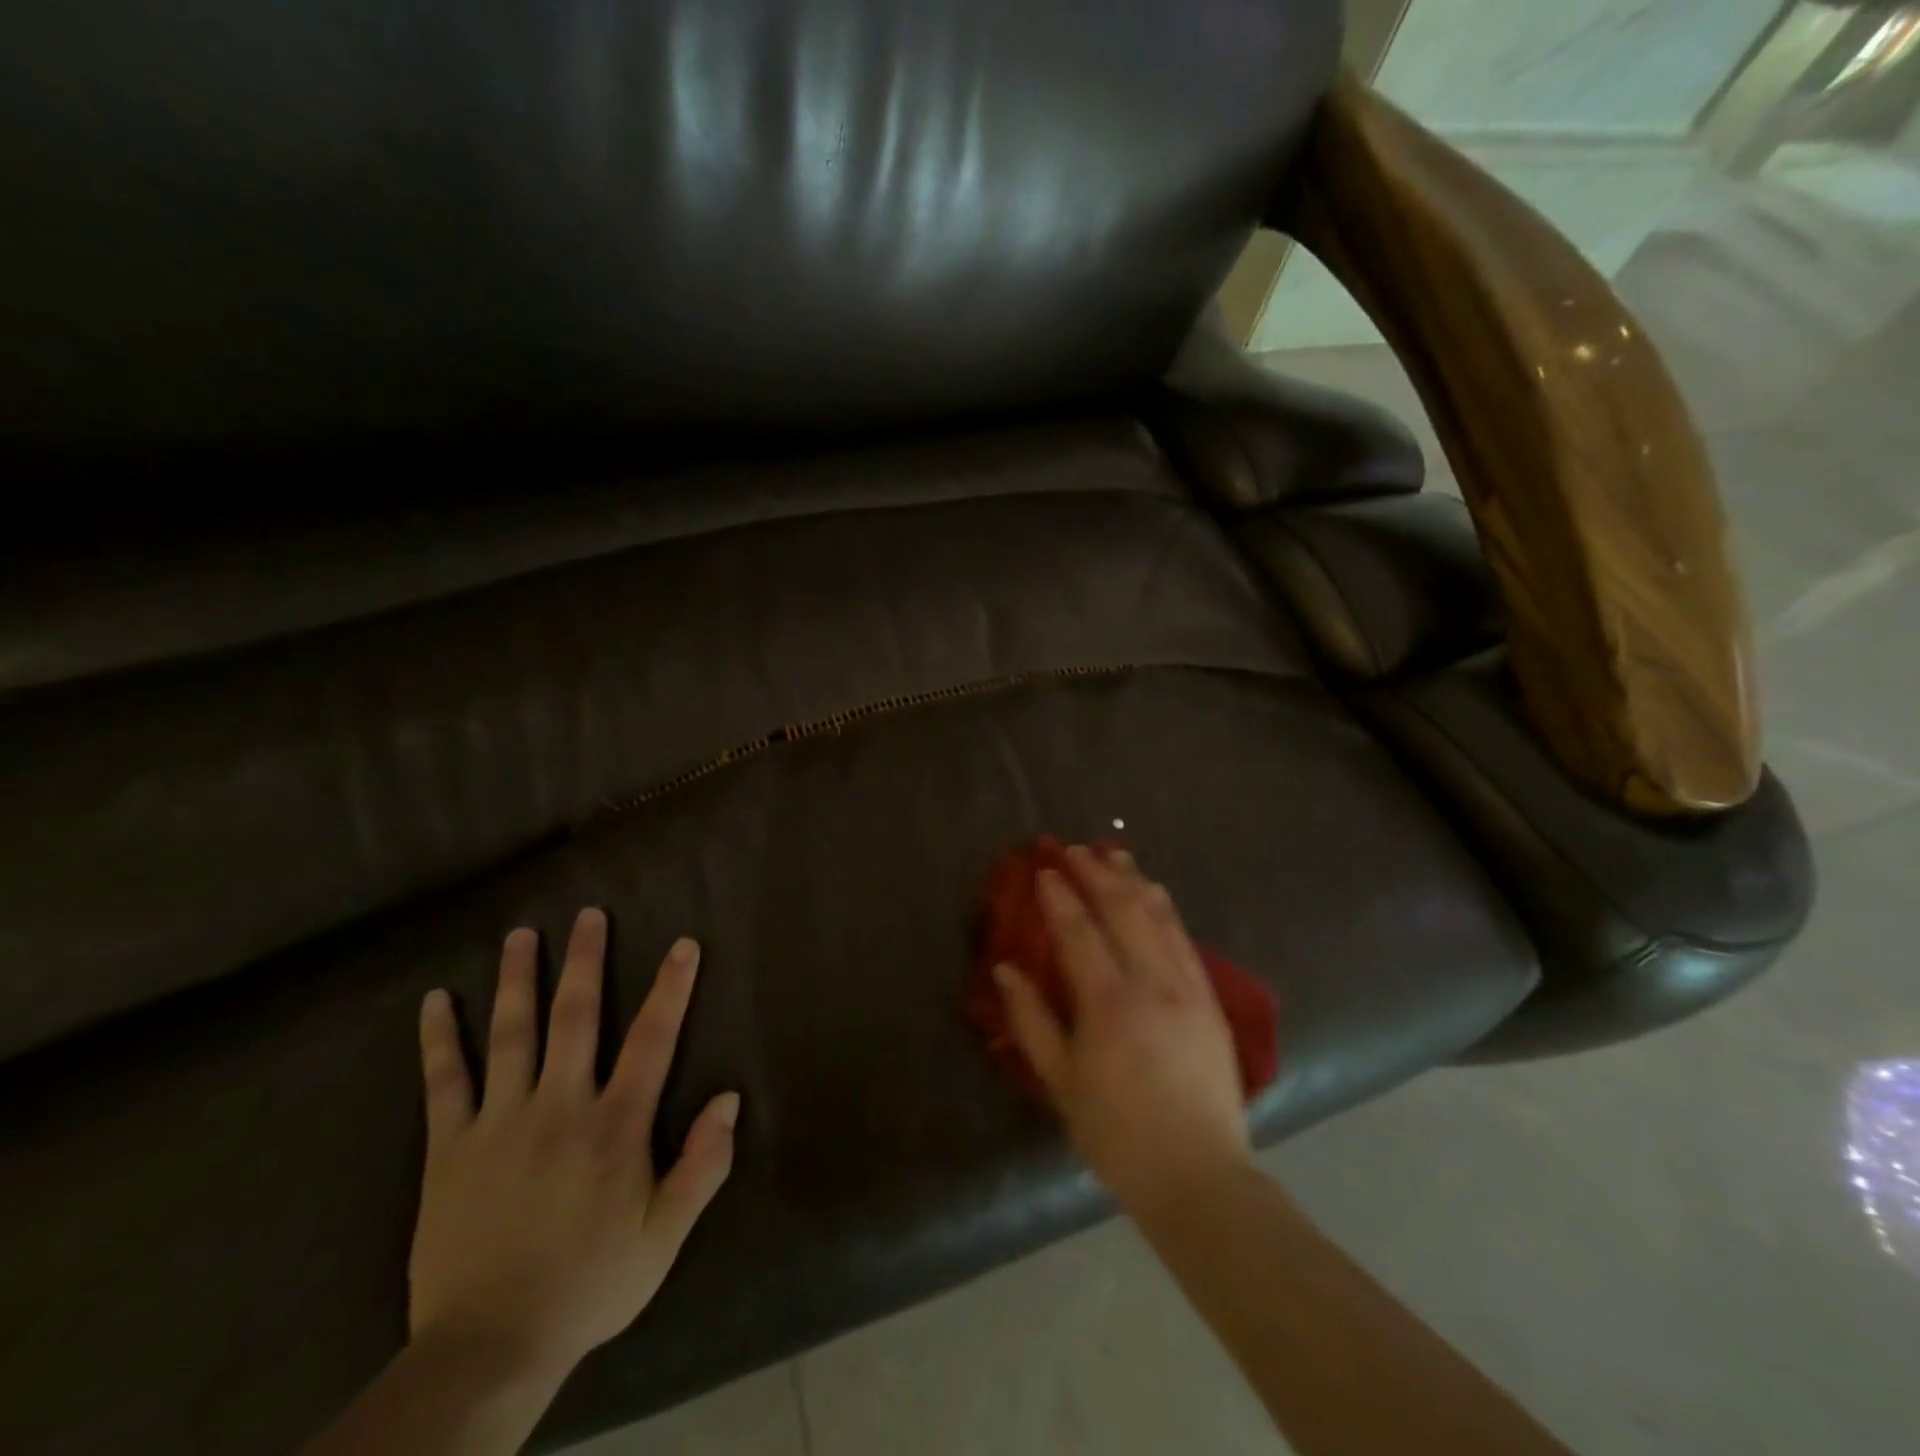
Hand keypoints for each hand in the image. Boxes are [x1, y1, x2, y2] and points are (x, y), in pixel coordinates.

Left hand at [408, 908, 738, 1386]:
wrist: (489, 1347)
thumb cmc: (591, 1282)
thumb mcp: (667, 1234)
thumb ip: (704, 1163)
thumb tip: (729, 1097)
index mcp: (615, 1125)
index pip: (653, 1039)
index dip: (671, 988)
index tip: (683, 945)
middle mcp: (559, 1106)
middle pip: (575, 1017)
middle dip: (585, 961)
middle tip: (589, 914)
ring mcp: (499, 1122)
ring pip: (510, 1035)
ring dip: (517, 980)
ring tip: (521, 935)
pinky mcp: (450, 1148)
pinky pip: (443, 1083)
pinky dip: (439, 1040)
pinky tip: (434, 1003)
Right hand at [993, 846, 1251, 1217]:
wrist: (1198, 1176)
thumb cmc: (1117, 1133)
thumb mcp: (1061, 1083)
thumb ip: (1031, 1020)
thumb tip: (1006, 969)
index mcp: (1110, 1004)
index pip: (1079, 931)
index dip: (1059, 896)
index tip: (1044, 870)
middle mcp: (1153, 983)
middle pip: (1124, 910)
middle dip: (1096, 873)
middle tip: (1074, 849)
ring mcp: (1189, 988)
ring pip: (1160, 916)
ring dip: (1133, 880)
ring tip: (1113, 854)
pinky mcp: (1211, 1000)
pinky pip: (1185, 938)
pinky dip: (1165, 907)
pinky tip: (1154, 893)